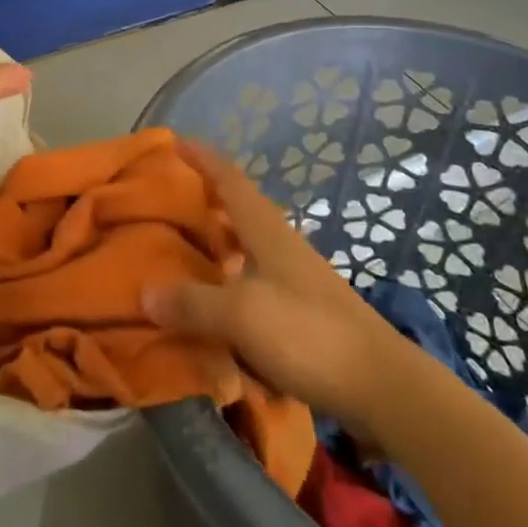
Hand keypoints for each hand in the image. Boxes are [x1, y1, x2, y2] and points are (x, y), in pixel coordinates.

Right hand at [143, 141, 410, 433]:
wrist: (382, 386)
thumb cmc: (308, 334)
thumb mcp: (240, 316)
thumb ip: (192, 303)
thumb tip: (145, 291)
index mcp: (267, 231)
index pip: (230, 180)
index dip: (203, 158)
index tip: (176, 140)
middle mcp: (282, 244)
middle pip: (240, 209)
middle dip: (207, 197)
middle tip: (169, 197)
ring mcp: (297, 277)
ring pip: (249, 244)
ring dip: (219, 239)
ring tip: (185, 246)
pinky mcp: (305, 309)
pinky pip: (256, 279)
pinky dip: (231, 278)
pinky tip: (218, 300)